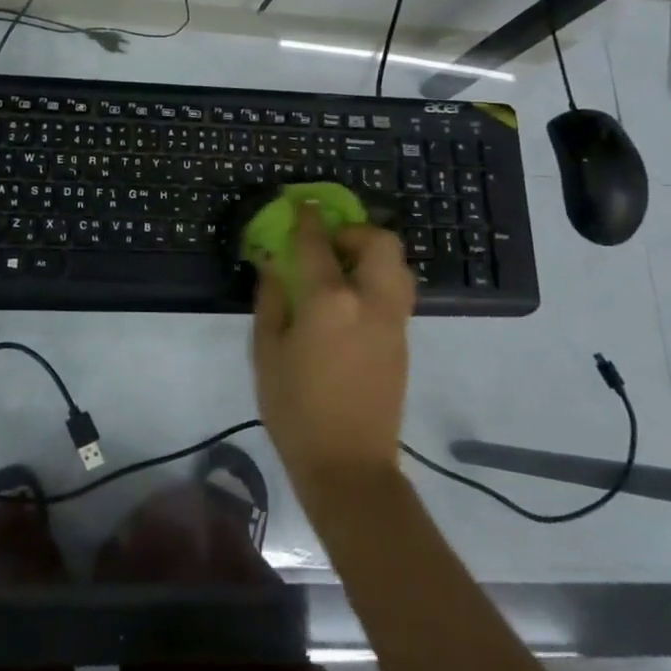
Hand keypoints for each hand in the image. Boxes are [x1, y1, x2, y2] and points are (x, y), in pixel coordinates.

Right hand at [251, 202, 414, 493]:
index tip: (302, 203)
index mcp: (330, 301)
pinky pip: (397, 291)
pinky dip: (378, 277)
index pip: (319, 243)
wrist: (349, 466)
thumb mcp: (267, 351)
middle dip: (356, 230)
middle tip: (330, 241)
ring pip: (397, 265)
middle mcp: (370, 301)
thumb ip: (271, 299)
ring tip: (343, 267)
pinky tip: (351, 299)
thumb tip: (275, 265)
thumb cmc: (295, 409)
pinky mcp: (403, 341)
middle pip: (380, 242)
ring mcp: (393, 321)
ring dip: (373, 253)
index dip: (308, 218)